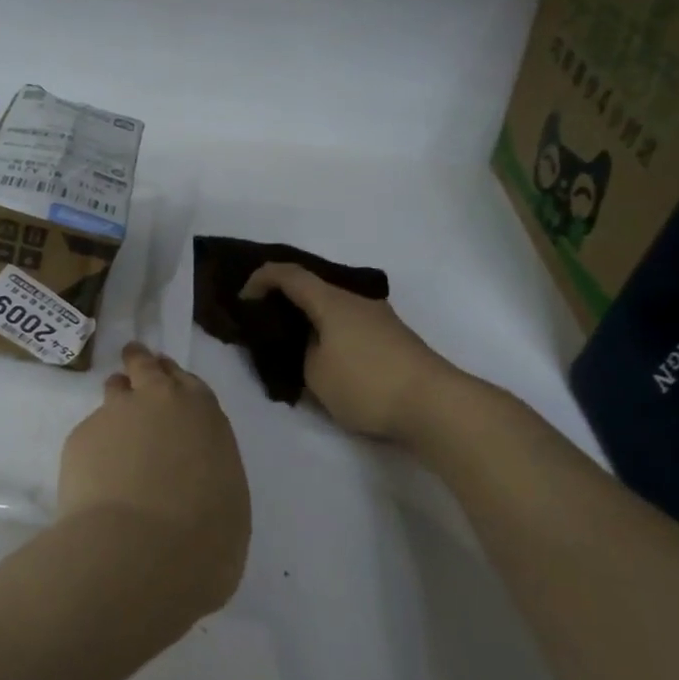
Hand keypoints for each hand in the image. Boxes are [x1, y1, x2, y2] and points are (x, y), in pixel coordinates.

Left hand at [58, 343, 250, 609]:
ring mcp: (113, 415)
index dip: (176, 381)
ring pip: (113, 391)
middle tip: (135, 361)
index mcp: (203, 414)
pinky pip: (89, 435)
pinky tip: (94, 477)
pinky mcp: (79, 438)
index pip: (188, 383)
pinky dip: (93, 449)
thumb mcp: (226, 503)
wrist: (139, 552)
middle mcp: (158, 401)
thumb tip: (192, 485)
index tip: (168, 381)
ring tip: (114, 423)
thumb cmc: (205, 538)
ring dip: (116, 399)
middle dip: (141, 364)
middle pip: (146, 367)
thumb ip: (208, 475)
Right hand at [240, 264, 464, 439]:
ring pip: (333, 307)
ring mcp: (379, 318)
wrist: (436, 405)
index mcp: (331, 300)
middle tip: (264, 320)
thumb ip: (301, 352)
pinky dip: (330, 331)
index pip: (288, 274)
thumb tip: (307, 342)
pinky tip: (325, 356)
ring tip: (293, 343)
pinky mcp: (393, 338)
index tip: (242, 299)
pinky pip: (349, 324)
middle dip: (285, 299)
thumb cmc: (367, 384)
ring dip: (310, 318)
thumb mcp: (315, 373)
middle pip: (313, 287)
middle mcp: (356, 300)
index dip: (260, 279)